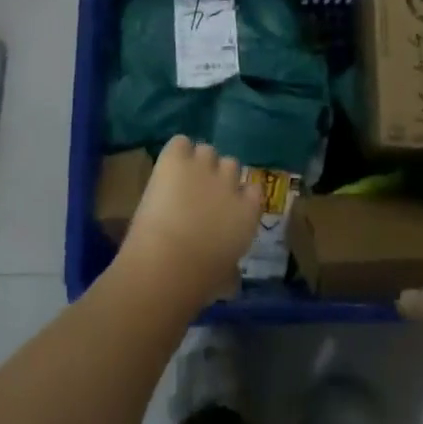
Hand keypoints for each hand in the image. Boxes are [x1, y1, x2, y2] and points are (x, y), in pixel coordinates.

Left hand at [117, 136, 264, 309]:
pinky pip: (180, 142)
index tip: (225, 206)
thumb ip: (231, 267)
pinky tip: (168, 167)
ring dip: (196, 163)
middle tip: (199, 194)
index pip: (254, 189)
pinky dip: (175, 152)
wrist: (168, 263)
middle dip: (217, 176)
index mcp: (249, 212)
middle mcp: (232, 182)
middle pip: (231, 165)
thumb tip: (230, 277)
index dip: (239, 194)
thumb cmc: (200, 281)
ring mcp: (204, 166)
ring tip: (180, 180)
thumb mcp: (225, 278)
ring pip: (206, 151)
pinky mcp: (177, 159)